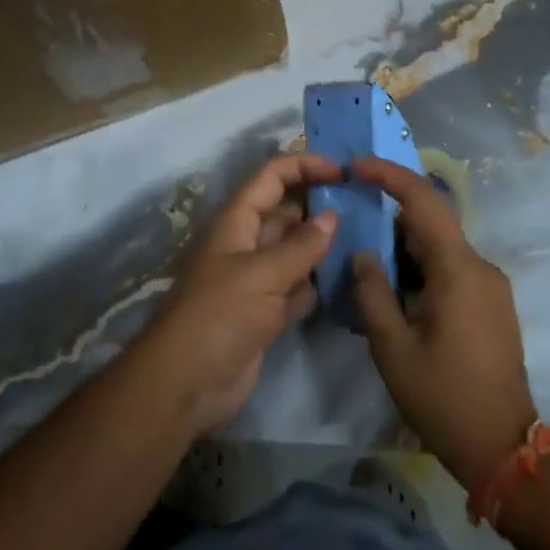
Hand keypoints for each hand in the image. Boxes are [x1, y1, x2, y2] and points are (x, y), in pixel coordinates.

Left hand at [133, 153, 339, 434]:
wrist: (185, 384)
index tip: (342, 171)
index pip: (273, 176)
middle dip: (319, 204)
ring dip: (322, 244)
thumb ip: (301, 246)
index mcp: (237, 220)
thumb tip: (332, 216)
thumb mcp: (262, 274)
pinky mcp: (264, 312)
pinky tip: (345, 279)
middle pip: (286, 210)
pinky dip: (316, 282)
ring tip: (364, 237)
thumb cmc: (219, 314)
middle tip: (363, 204)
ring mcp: (255, 278)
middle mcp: (247, 242)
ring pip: (294, 249)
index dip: (305, 165)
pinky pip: (296, 286)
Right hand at [351, 157, 538, 490]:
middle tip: (352, 219)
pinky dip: (421, 266)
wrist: (504, 451)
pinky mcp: (491, 304)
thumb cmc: (444, 397)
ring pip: (440, 246)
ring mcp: (490, 285)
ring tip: (366, 260)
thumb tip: (363, 254)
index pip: (423, 200)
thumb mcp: (392, 348)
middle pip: (431, 221)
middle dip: (390, 215)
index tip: (357, 166)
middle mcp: (480, 266)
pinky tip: (396, 289)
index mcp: (458, 268)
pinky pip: (451, 267)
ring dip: (404, 246)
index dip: (389, 174)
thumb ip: (372, 292)